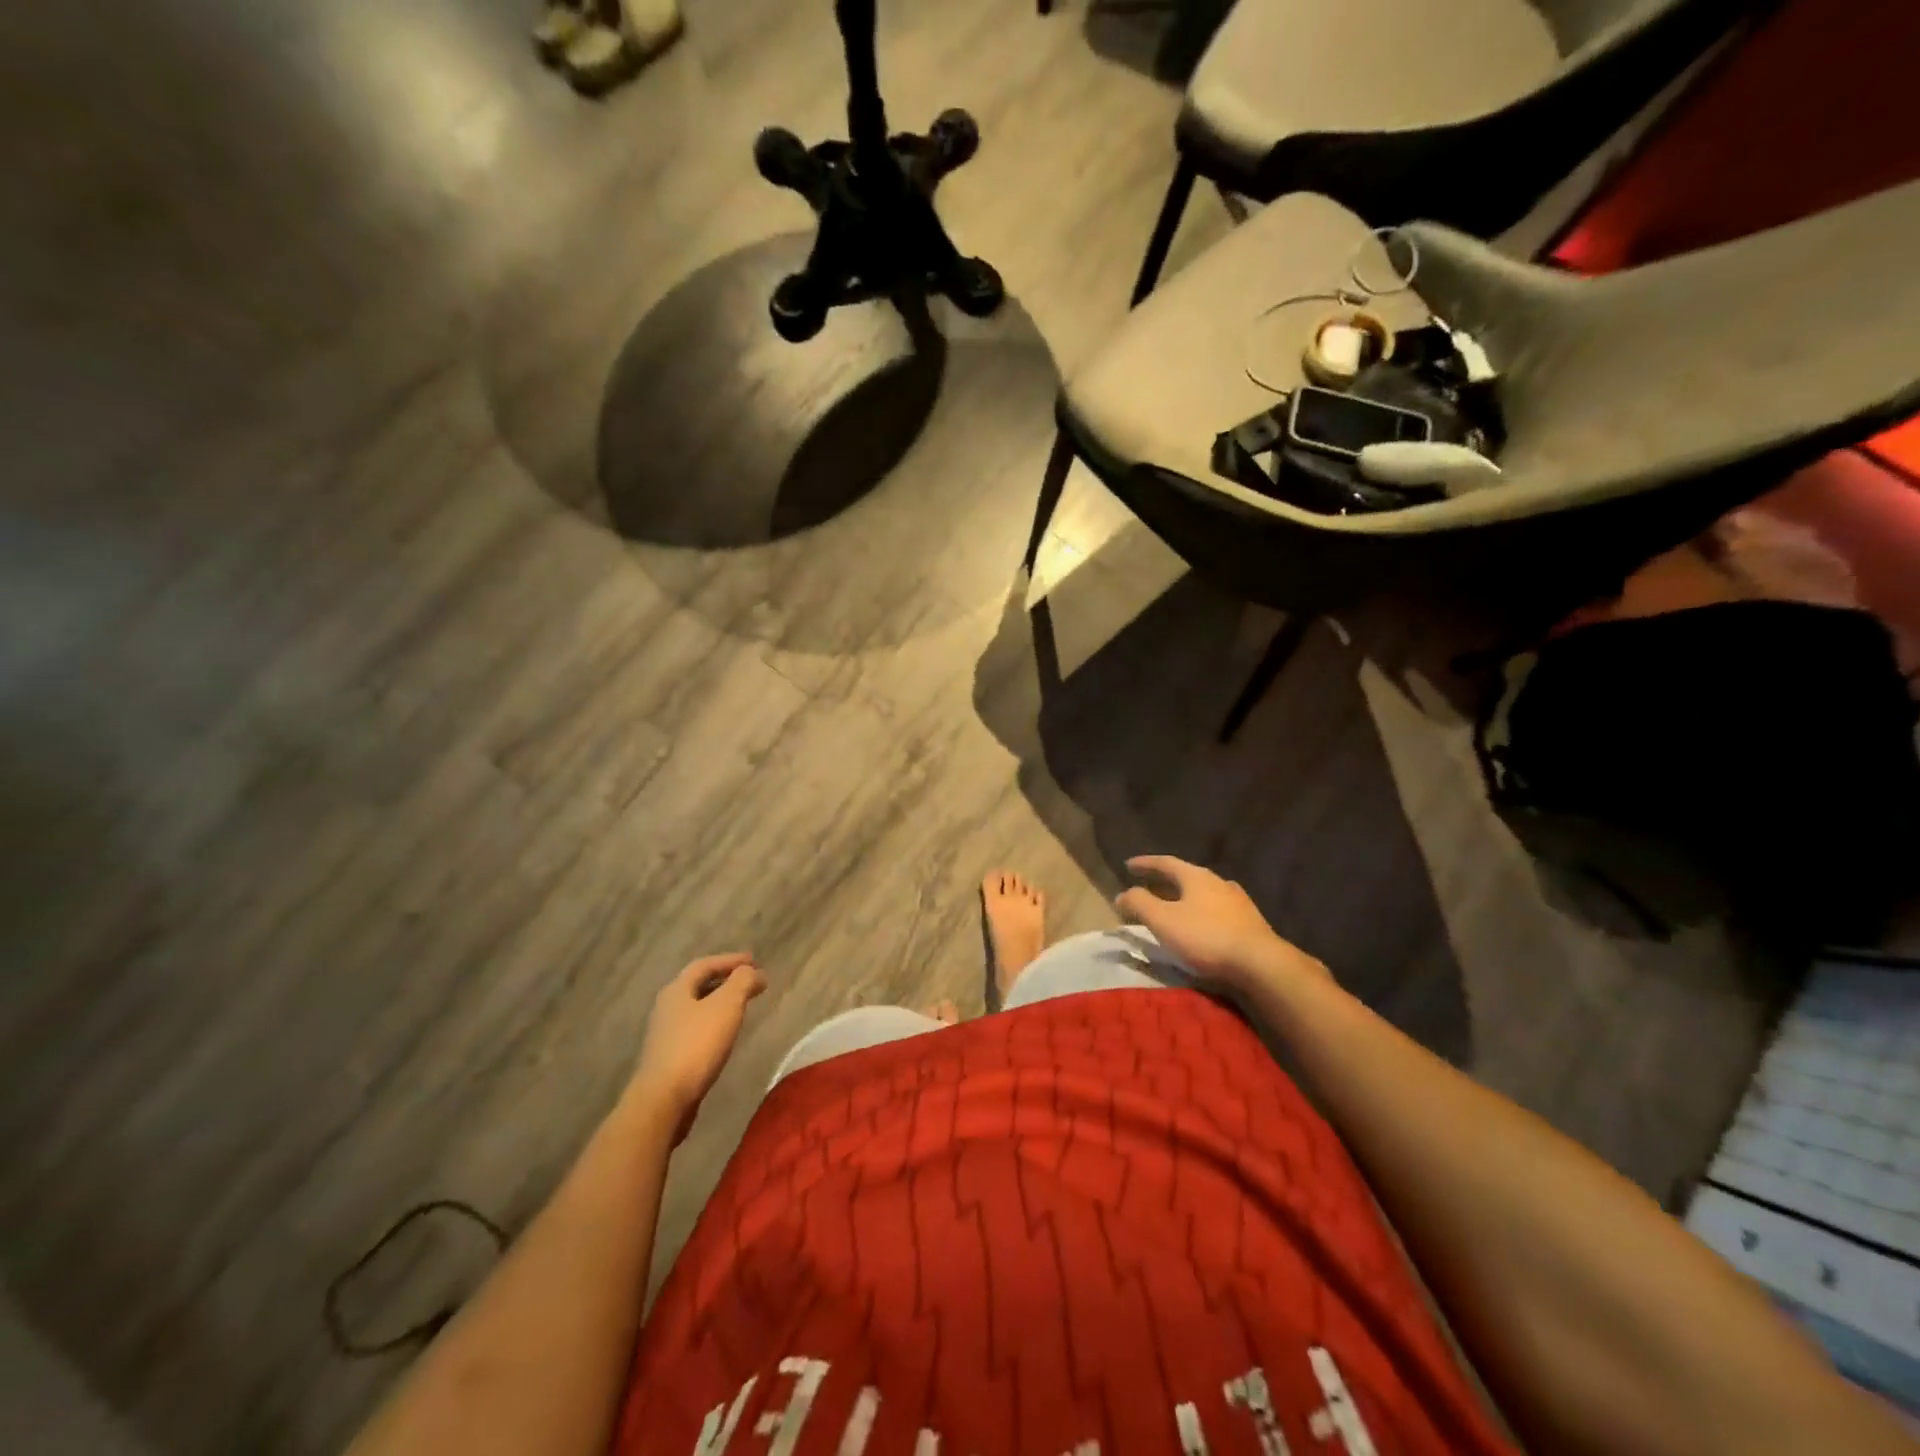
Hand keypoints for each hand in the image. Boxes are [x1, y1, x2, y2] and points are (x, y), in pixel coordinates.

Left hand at [632, 953, 767, 1133]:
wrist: (663, 1099)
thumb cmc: (697, 1045)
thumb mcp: (727, 1005)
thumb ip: (742, 982)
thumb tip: (753, 972)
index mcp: (676, 990)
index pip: (704, 965)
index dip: (730, 960)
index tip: (754, 960)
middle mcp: (666, 1008)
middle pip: (698, 986)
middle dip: (725, 980)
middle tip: (750, 981)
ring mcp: (665, 1035)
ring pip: (696, 1008)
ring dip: (719, 1002)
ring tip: (741, 1006)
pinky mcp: (668, 1058)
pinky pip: (695, 1030)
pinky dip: (713, 1023)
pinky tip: (725, 1034)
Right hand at [1114, 856, 1327, 994]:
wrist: (1261, 964)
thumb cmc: (1206, 937)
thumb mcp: (1163, 920)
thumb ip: (1139, 904)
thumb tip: (1122, 895)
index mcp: (1196, 876)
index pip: (1165, 863)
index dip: (1145, 864)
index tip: (1128, 865)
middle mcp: (1218, 882)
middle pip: (1186, 877)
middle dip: (1164, 882)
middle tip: (1147, 887)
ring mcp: (1238, 902)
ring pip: (1204, 894)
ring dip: (1185, 898)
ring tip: (1173, 907)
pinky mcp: (1250, 923)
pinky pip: (1217, 911)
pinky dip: (1201, 913)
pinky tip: (1201, 925)